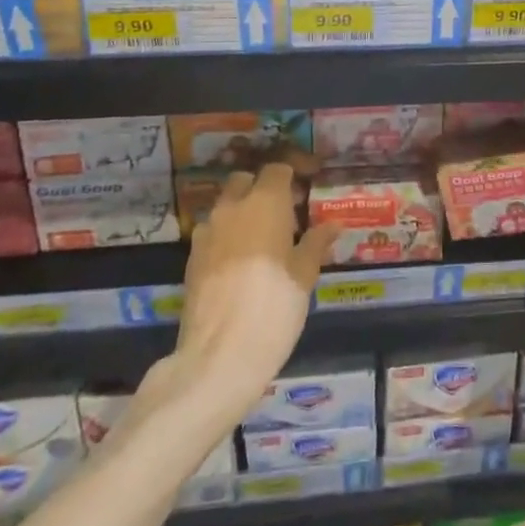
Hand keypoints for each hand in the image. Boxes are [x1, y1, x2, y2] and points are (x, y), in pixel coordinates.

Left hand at [171, 162, 337, 414]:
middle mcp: (232, 208)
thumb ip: (316, 243)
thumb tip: (332, 223)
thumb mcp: (304, 275)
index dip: (293, 174)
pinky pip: (213, 233)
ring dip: (243, 212)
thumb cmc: (274, 306)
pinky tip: (243, 263)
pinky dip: (228, 236)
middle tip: (286, 213)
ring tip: (264, 240)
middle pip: (245, 182)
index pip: (277, 169)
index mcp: (264, 202)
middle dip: (263, 189)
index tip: (308, 188)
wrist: (219, 356)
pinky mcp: (191, 259)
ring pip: (226, 207)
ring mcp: (206, 233)